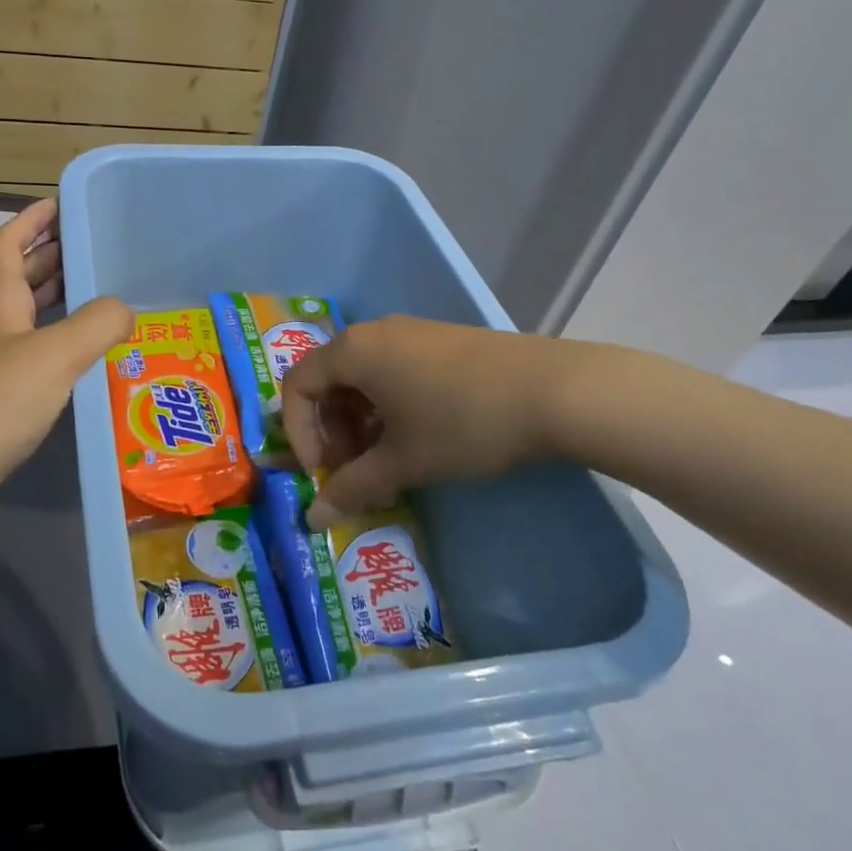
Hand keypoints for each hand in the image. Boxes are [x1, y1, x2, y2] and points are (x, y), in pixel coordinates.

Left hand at [0, 199, 130, 524]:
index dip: (30, 220)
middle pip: (20, 278)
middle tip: (94, 246)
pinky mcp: (3, 400)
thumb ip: (97, 323)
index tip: (60, 202)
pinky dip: (64, 343)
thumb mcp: (54, 354)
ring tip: (102, 291)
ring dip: (60, 298)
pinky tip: (89, 355)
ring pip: (31, 318)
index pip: (6, 246)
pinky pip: (39, 355)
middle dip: (52, 255)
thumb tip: (127, 308)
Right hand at [280, 315, 579, 528]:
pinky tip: (417, 434)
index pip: (297, 387)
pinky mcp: (439, 340)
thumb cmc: (463, 423)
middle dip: (331, 430)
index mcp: (352, 351)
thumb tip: (312, 518)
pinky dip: (387, 404)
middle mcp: (374, 332)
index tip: (324, 473)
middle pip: (328, 380)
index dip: (300, 434)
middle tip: (355, 469)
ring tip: (387, 458)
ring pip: (362, 376)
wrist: (554, 391)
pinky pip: (392, 370)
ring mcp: (410, 332)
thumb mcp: (404, 461)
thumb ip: (352, 488)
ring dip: (359, 420)